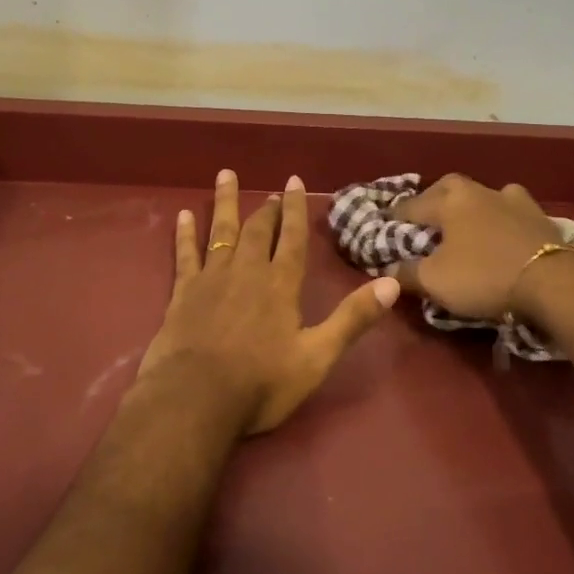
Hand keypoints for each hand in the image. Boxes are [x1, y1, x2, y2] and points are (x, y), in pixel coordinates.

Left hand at [137, 170, 400, 435]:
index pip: (291, 238)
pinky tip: (182, 215)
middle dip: (267, 209)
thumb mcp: (317, 357)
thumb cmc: (261, 383)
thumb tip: (391, 283)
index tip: (294, 181)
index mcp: (280, 285)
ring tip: (226, 175)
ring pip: (221, 231)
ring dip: (225, 203)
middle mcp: (246, 271)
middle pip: (258, 230)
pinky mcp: (183, 292)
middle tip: (272, 193)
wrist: (195, 399)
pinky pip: (185, 254)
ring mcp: (211, 279)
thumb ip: (352, 319)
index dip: (295, 209)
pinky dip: (184, 234)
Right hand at [390, 174, 573, 319]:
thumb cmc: (484, 276)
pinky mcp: (538, 216)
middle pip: (447, 189)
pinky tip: (502, 227)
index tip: (383, 225)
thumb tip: (388, 269)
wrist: (553, 282)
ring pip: (481, 195)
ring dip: (469, 206)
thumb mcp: (435, 281)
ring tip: (464, 223)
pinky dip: (501, 216)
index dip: (394, 217)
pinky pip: (511, 209)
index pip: (411, 205)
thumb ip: (406, 273)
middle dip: (432, 201)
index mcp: (448, 202)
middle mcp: (478, 191)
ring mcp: (512, 200)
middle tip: (424, 219)